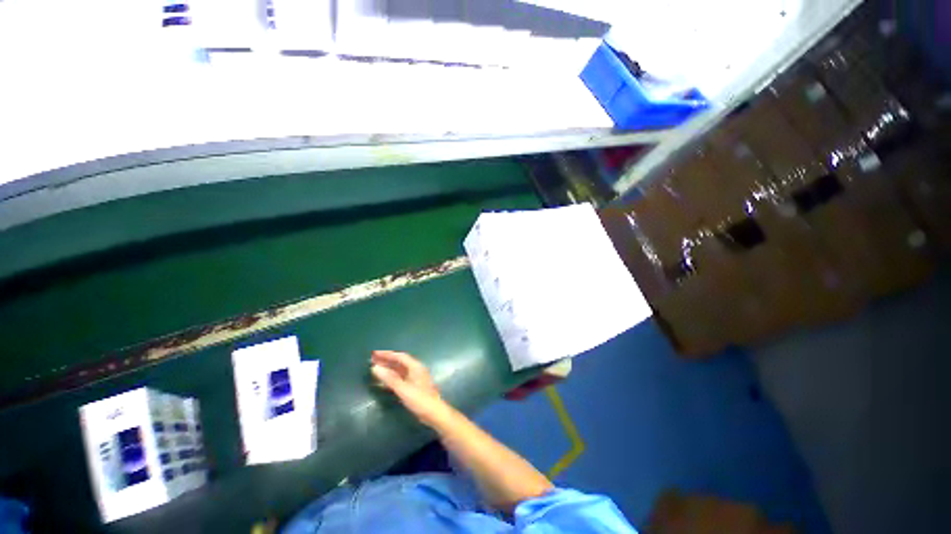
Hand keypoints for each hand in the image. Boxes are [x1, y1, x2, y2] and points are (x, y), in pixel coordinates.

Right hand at [371, 350, 449, 426]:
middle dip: (386, 360)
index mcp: (415, 366)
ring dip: (388, 368)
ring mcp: (414, 378)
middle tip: (372, 360)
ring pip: (399, 370)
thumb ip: (390, 379)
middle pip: (399, 362)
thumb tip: (375, 368)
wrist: (433, 413)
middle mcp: (415, 369)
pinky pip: (400, 377)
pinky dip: (391, 376)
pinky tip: (383, 379)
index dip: (387, 354)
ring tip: (375, 368)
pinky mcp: (413, 386)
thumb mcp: (403, 389)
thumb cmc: (420, 400)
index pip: (400, 356)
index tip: (374, 354)